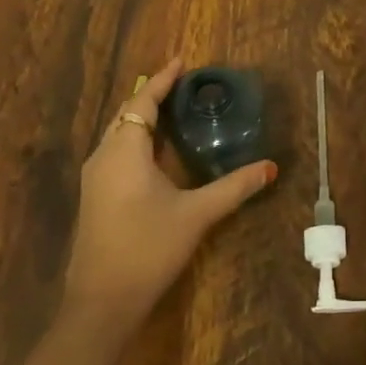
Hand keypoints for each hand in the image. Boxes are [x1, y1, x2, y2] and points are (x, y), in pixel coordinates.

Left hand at [63, 58, 276, 330]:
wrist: (101, 303)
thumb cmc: (148, 248)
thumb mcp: (197, 214)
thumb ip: (234, 187)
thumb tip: (270, 167)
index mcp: (124, 151)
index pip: (142, 101)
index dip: (162, 79)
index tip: (182, 60)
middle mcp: (104, 157)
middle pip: (127, 114)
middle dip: (153, 95)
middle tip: (184, 85)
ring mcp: (95, 179)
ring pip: (119, 134)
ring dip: (143, 118)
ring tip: (174, 110)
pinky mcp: (95, 197)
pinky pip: (116, 152)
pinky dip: (137, 139)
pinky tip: (158, 152)